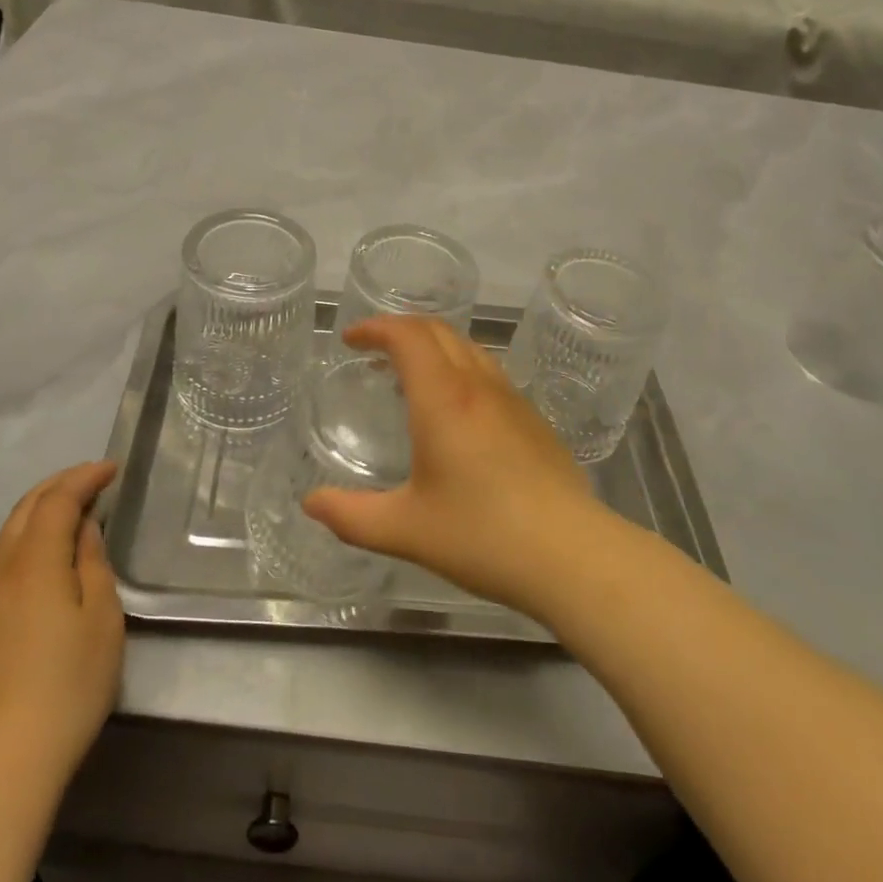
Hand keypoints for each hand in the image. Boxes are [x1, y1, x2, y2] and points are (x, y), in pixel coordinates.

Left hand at [0, 461, 124, 793]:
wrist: (0, 763)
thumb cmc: (67, 685)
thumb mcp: (101, 618)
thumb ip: (92, 563)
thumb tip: (84, 530)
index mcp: (34, 562)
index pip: (57, 500)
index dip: (85, 477)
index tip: (114, 468)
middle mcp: (0, 571)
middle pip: (25, 508)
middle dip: (59, 485)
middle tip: (94, 479)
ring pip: (9, 535)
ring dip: (41, 511)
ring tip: (75, 513)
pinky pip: (2, 562)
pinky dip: (28, 540)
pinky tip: (47, 559)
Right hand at [303, 318, 618, 618]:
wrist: (572, 554)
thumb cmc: (481, 536)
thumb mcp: (404, 530)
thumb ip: (351, 516)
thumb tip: (310, 503)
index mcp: (443, 398)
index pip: (407, 335)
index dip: (375, 327)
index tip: (350, 339)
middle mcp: (478, 386)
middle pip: (438, 331)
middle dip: (401, 329)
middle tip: (373, 349)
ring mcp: (512, 400)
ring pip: (469, 348)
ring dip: (433, 346)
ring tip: (410, 374)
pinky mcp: (534, 420)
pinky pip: (489, 373)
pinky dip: (459, 368)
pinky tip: (456, 410)